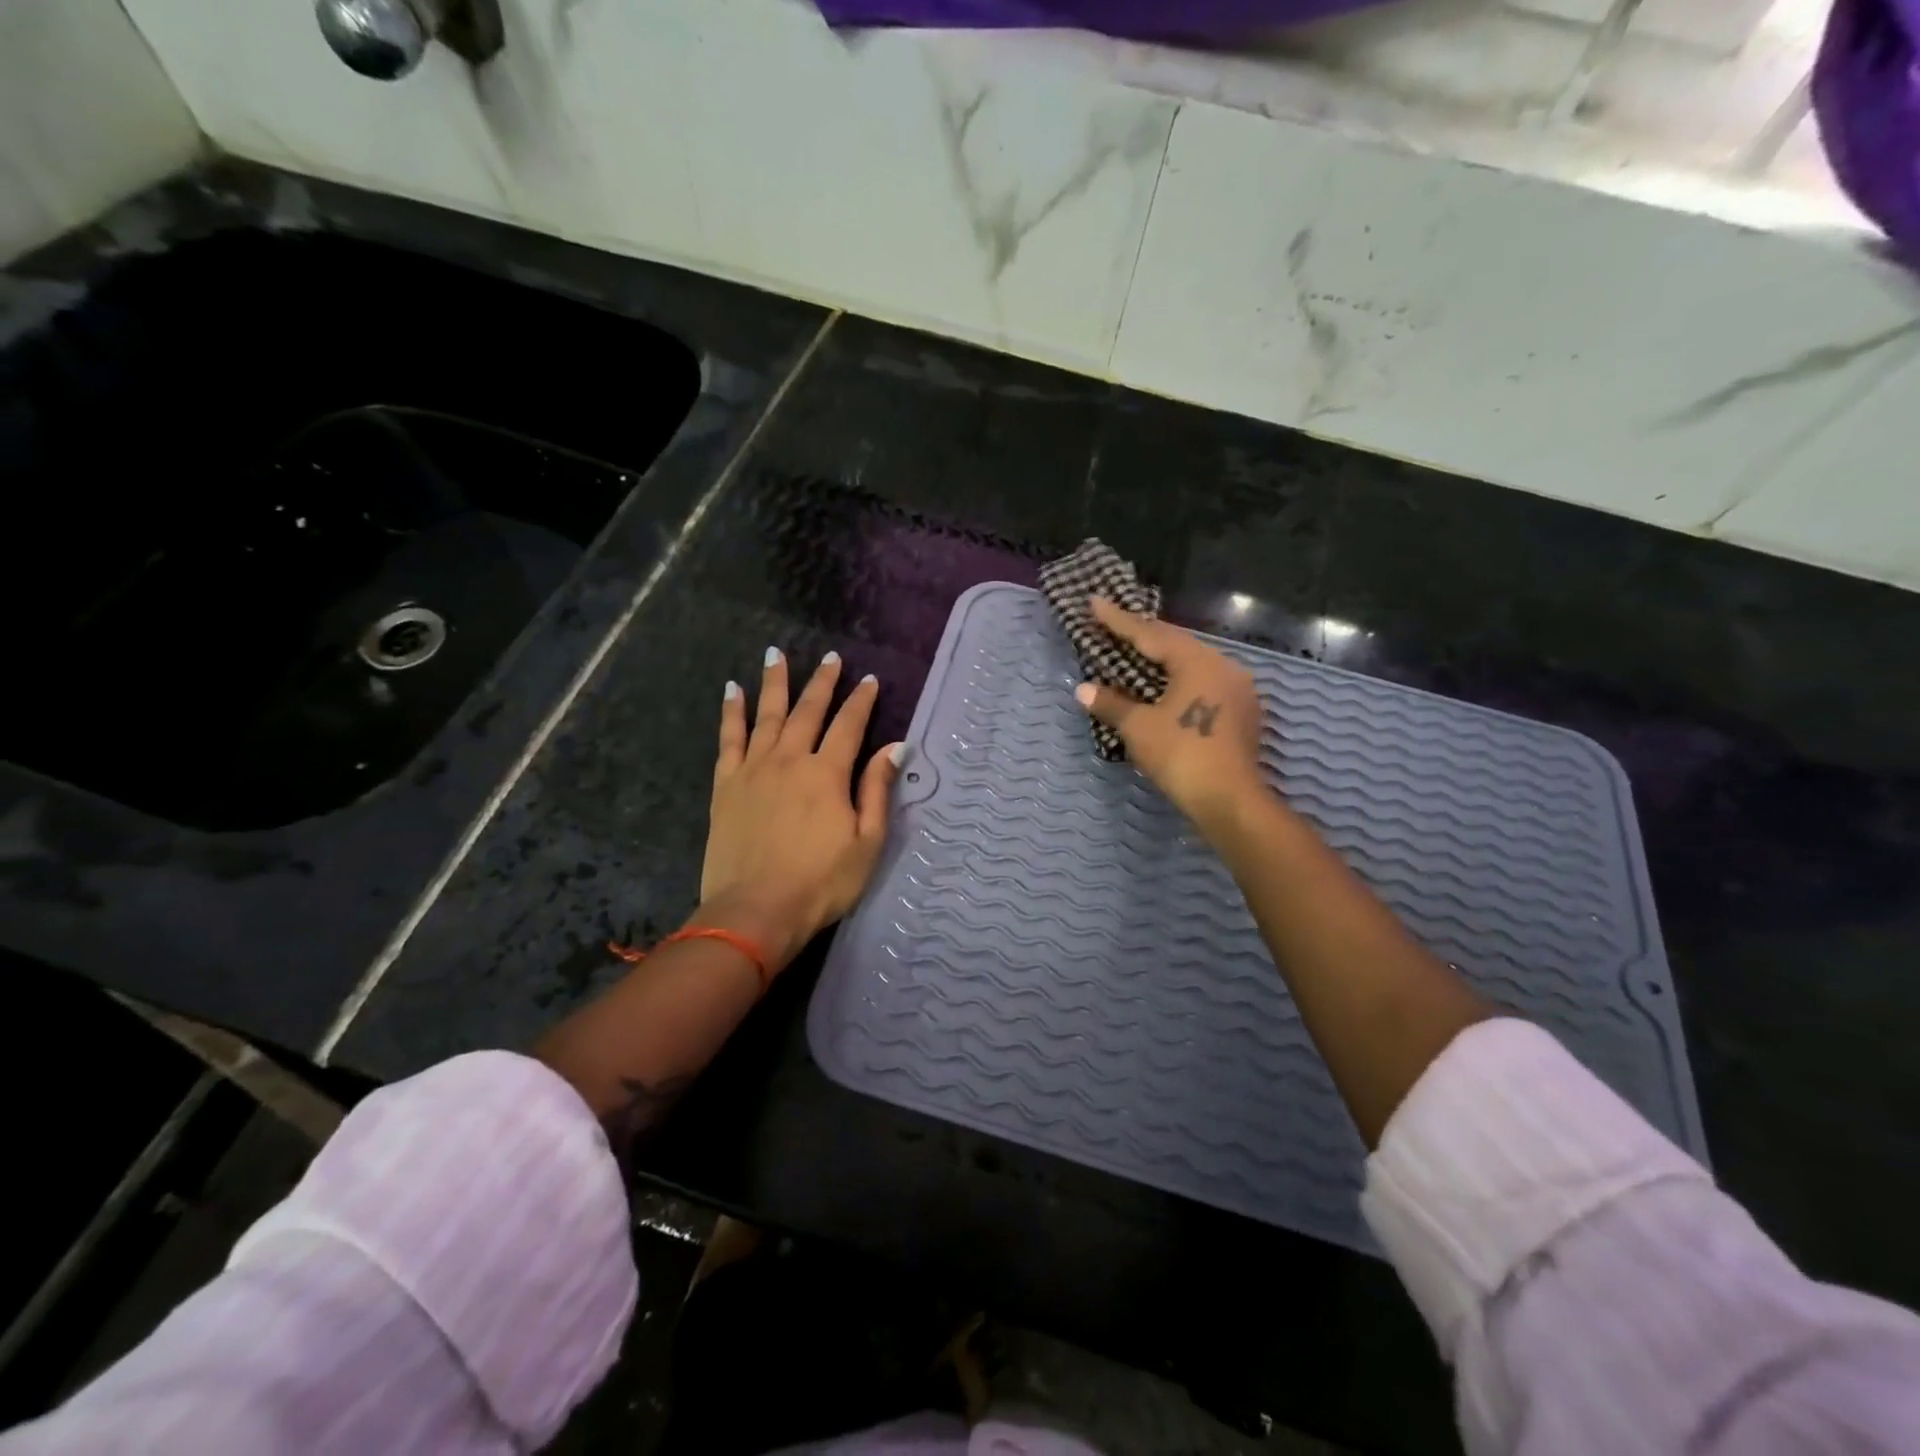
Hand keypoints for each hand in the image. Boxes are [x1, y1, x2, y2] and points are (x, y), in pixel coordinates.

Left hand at [700, 648, 902, 973]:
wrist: (755, 910)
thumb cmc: (820, 883)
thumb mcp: (866, 843)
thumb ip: (877, 790)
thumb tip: (894, 747)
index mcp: (827, 774)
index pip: (849, 726)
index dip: (861, 701)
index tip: (869, 680)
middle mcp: (790, 759)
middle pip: (808, 711)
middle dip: (822, 682)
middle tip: (831, 657)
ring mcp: (754, 769)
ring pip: (767, 715)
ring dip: (774, 682)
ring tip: (775, 654)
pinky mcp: (726, 785)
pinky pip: (729, 738)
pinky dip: (732, 712)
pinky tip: (733, 691)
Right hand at [1074, 597, 1264, 832]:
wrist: (1230, 800)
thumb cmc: (1181, 755)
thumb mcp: (1139, 727)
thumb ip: (1111, 703)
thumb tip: (1083, 689)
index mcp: (1197, 661)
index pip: (1150, 633)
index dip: (1118, 619)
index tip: (1094, 601)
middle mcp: (1223, 666)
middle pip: (1175, 644)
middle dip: (1141, 636)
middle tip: (1112, 625)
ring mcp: (1238, 689)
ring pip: (1192, 664)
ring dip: (1162, 659)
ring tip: (1135, 654)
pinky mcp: (1243, 712)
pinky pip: (1204, 683)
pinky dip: (1179, 681)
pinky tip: (1165, 687)